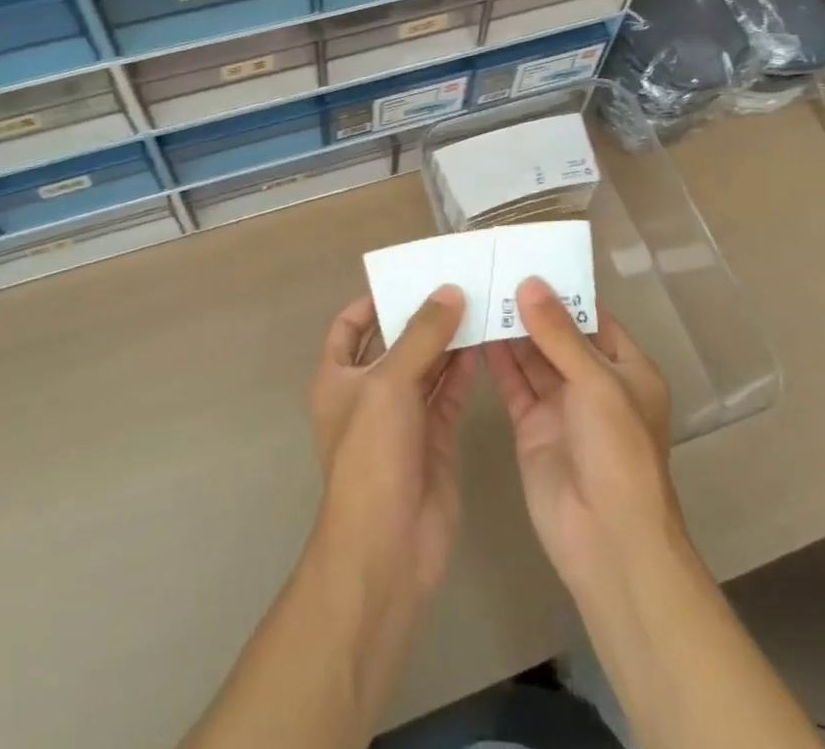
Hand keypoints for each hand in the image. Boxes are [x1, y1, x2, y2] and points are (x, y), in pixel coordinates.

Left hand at [309, 286, 477, 599]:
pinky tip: (485, 343)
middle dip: (420, 315)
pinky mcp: (434, 438)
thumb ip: (422, 335)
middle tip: (456, 281)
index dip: (372, 301)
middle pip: (394, 342)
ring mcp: (403, 417)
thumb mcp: (390, 384)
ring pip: (426, 366)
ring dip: (448, 339)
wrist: (387, 547)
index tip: (408, 277)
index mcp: (339, 377)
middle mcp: (369, 393)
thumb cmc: (372, 455)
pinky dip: (464, 370)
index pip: (350, 326)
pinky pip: (449, 393)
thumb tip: (449, 291)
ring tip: (478, 303)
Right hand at [486, 278, 679, 592]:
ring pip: (532, 357)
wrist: (608, 541)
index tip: (528, 258)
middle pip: (558, 335)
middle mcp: (594, 383)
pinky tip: (473, 333)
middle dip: (530, 307)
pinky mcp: (532, 427)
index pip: (593, 317)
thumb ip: (560, 334)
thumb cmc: (618, 451)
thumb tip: (529, 283)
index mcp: (626, 369)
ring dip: (510, 329)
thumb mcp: (596, 383)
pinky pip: (513, 385)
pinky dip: (496, 361)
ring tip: (478, 292)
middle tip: (492, 270)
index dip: (563, 290)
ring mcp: (561, 406)